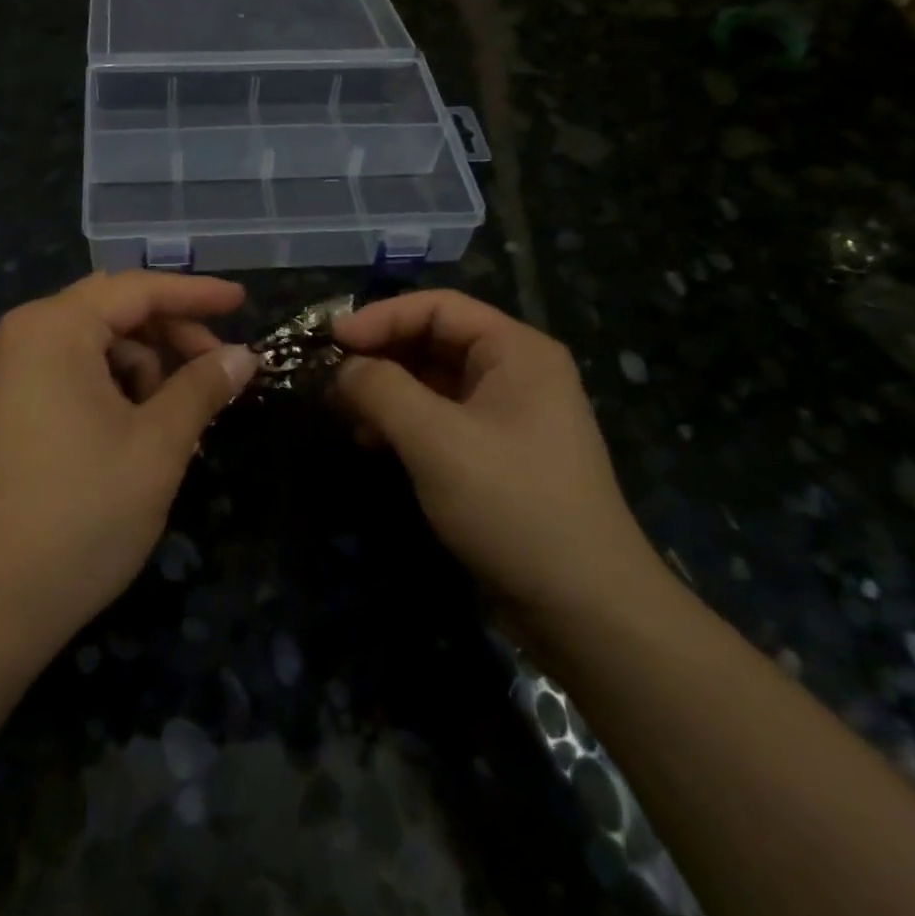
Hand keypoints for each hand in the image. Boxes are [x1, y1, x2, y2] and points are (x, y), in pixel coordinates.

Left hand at [0, 272, 258, 662]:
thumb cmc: (80, 513)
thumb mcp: (157, 445)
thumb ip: (202, 387)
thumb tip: (243, 355)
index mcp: (53, 328)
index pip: (137, 289)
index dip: (196, 294)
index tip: (243, 302)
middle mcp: (24, 338)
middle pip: (113, 313)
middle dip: (171, 336)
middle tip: (218, 371)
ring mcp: (9, 377)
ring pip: (95, 349)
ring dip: (146, 370)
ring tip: (179, 420)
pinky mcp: (7, 413)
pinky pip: (73, 378)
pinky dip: (116, 392)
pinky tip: (142, 434)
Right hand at [331, 290, 663, 623]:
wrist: (584, 608)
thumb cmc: (512, 504)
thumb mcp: (436, 440)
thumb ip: (382, 390)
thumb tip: (343, 368)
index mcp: (516, 351)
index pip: (438, 308)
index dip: (380, 317)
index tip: (331, 340)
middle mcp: (516, 373)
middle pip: (434, 342)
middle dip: (380, 356)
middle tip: (330, 377)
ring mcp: (508, 416)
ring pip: (433, 383)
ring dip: (386, 392)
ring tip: (344, 413)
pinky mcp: (496, 456)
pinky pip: (441, 420)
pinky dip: (403, 424)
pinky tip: (372, 443)